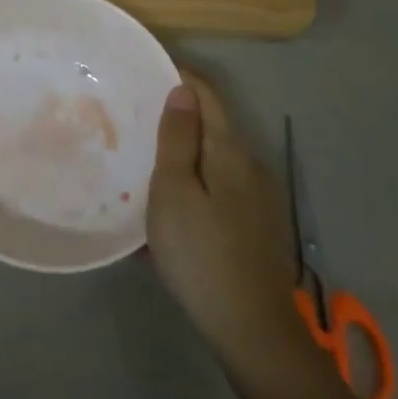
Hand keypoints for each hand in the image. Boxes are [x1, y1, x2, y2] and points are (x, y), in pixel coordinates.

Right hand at [147, 73, 315, 393]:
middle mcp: (251, 167)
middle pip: (213, 127)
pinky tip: (172, 207)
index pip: (208, 96)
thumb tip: (183, 91)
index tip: (149, 68)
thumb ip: (177, 139)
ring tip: (147, 162)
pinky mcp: (257, 227)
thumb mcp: (174, 191)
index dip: (182, 76)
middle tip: (137, 119)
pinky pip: (220, 189)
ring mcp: (259, 199)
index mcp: (230, 152)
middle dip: (179, 117)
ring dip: (185, 154)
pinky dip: (195, 184)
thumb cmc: (201, 253)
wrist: (251, 329)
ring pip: (215, 161)